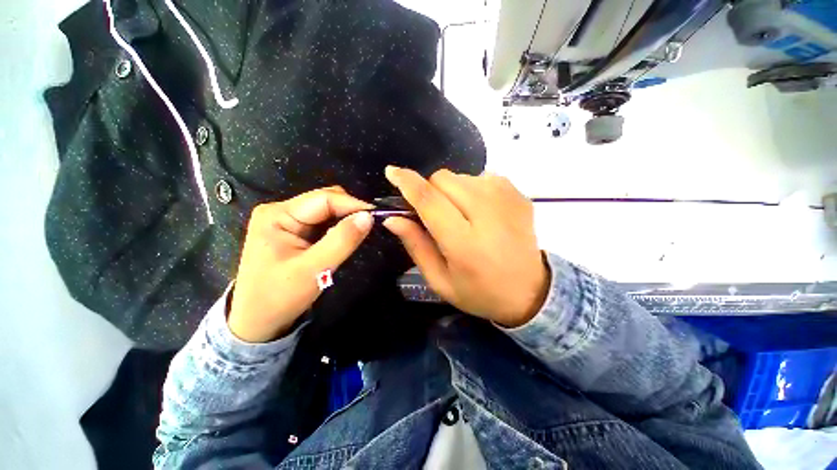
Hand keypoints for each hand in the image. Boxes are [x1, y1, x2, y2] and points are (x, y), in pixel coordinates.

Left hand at [228, 187, 373, 342]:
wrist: (257, 321)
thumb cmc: (280, 297)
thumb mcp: (314, 269)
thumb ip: (342, 240)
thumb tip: (368, 217)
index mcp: (278, 215)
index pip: (324, 199)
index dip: (353, 205)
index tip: (377, 216)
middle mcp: (280, 211)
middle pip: (325, 200)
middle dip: (349, 211)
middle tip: (370, 226)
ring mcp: (286, 220)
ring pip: (325, 210)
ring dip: (345, 219)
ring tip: (360, 232)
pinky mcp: (293, 231)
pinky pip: (322, 222)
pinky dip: (338, 227)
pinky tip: (345, 237)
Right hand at [382, 166, 548, 327]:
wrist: (529, 291)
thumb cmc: (479, 291)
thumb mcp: (440, 279)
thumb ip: (416, 245)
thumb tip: (393, 218)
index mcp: (465, 244)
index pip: (430, 200)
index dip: (407, 183)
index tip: (392, 172)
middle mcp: (487, 215)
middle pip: (443, 179)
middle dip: (430, 191)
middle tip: (434, 213)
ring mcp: (507, 199)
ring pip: (461, 176)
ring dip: (450, 191)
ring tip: (460, 215)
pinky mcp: (518, 193)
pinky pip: (480, 177)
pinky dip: (471, 189)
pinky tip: (479, 211)